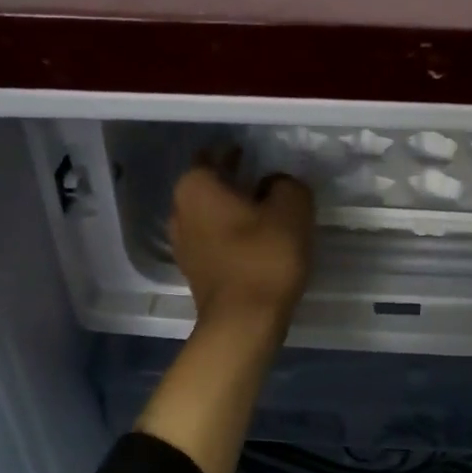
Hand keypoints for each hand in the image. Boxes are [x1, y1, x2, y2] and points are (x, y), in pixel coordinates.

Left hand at [168, 151, 314, 325]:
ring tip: (264, 208)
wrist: (244, 322)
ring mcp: (182, 243)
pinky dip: (231, 233)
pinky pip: (213, 239)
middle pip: (208, 185)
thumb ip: (286, 183)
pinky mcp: (194, 270)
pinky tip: (256, 239)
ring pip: (209, 213)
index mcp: (195, 186)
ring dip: (231, 208)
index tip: (255, 152)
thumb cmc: (264, 256)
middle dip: (232, 179)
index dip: (234, 150)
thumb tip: (274, 184)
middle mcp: (179, 210)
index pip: (212, 154)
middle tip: (264, 177)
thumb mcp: (292, 208)